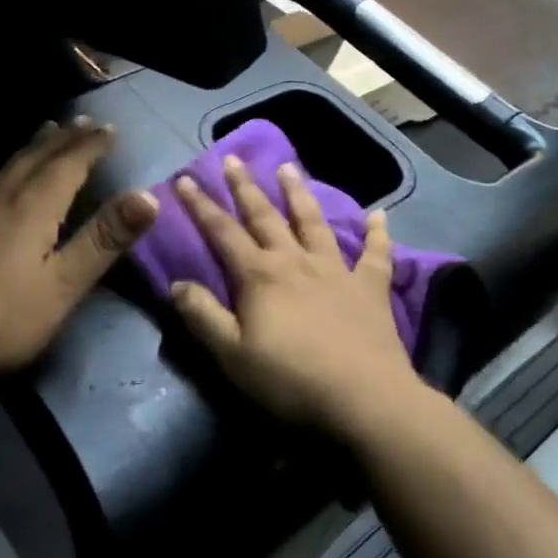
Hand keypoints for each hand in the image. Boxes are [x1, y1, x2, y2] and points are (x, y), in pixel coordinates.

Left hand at [0, 118, 158, 391]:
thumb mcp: (65, 285)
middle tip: (85, 123)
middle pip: (38, 158)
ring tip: (46, 130)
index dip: (93, 146)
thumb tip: (147, 196)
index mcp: (35, 208)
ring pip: (7, 166)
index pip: (71, 165)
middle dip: (65, 139)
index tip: (111, 130)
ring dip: (31, 147)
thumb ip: (104, 240)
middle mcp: (2, 197)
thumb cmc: (4, 320)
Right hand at [170, 156, 423, 436]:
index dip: (200, 206)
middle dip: (245, 187)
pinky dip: (377, 233)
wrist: (363, 398)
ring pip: (314, 222)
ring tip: (288, 168)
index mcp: (259, 276)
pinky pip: (376, 254)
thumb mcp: (231, 355)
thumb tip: (177, 284)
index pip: (222, 232)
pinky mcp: (371, 288)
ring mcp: (336, 271)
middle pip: (265, 216)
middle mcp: (295, 262)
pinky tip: (380, 215)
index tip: (184, 179)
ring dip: (299, 194)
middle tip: (232, 159)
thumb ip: (202, 316)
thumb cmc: (290, 379)